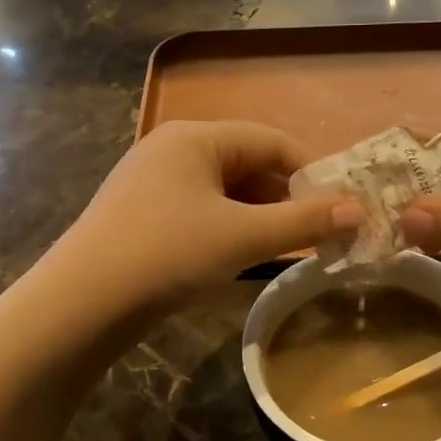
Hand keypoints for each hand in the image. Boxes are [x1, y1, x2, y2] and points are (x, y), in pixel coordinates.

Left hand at [52, 121, 359, 312]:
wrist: (82, 303)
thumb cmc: (168, 254)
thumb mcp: (242, 237)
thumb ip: (303, 221)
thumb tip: (358, 211)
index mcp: (196, 137)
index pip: (271, 140)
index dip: (312, 172)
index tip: (341, 207)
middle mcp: (173, 149)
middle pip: (247, 163)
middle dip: (286, 197)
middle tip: (321, 233)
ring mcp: (153, 183)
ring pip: (224, 191)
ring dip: (260, 215)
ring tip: (290, 247)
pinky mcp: (143, 215)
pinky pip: (201, 211)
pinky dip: (230, 228)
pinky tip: (243, 255)